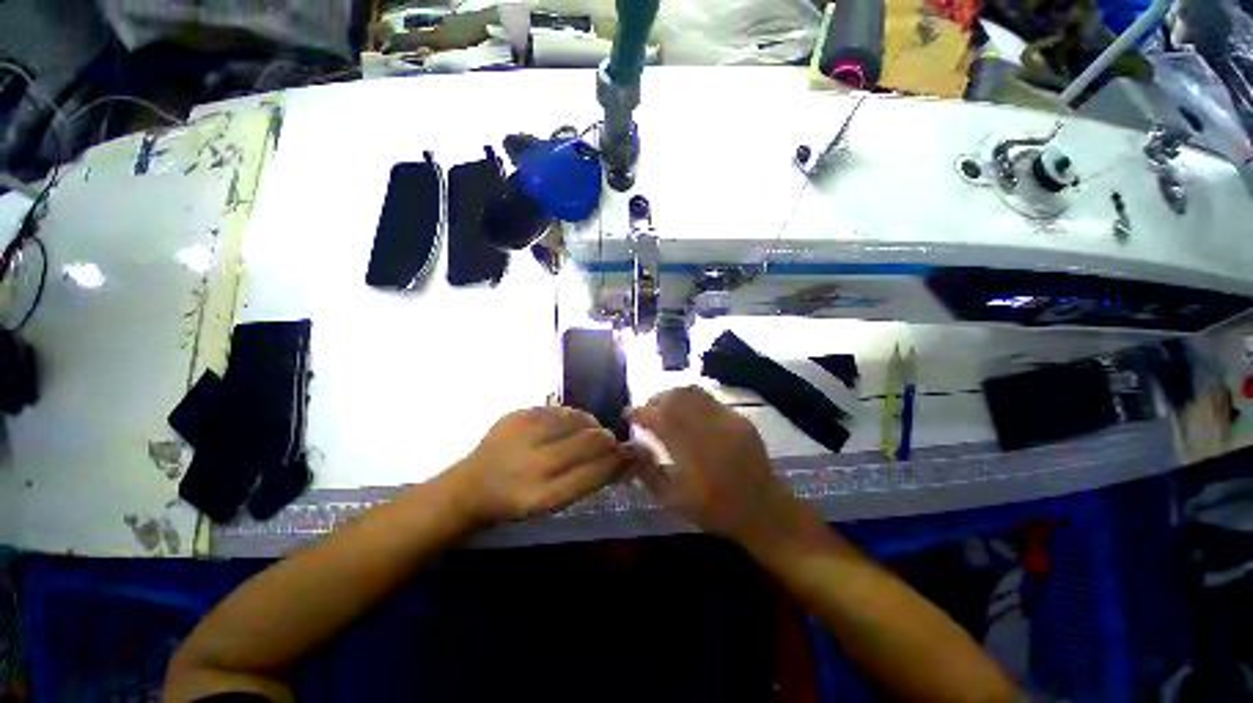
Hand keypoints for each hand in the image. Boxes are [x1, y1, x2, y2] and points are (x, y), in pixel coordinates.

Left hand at [447, 407, 635, 524]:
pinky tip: (567, 425)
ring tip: (589, 431)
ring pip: (577, 418)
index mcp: (542, 496)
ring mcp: (521, 435)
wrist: (470, 486)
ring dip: (590, 424)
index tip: (633, 454)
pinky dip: (570, 416)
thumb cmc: (517, 501)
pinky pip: (558, 409)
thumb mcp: (552, 502)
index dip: (619, 461)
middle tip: (611, 441)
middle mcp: (532, 465)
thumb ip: (588, 479)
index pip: (595, 473)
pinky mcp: (515, 415)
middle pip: (590, 441)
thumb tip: (624, 457)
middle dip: (608, 439)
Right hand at [631, 387, 799, 542]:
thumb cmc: (714, 510)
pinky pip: (707, 399)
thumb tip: (630, 445)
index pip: (657, 418)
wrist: (764, 510)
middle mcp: (709, 429)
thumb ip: (647, 470)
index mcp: (690, 453)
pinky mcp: (738, 417)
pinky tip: (688, 415)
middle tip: (646, 412)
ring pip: (691, 392)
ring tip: (665, 409)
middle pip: (674, 397)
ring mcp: (726, 419)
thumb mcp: (672, 499)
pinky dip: (690, 401)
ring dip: (671, 396)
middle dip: (654, 400)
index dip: (638, 413)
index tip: (627, 416)